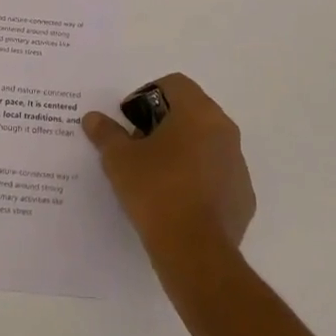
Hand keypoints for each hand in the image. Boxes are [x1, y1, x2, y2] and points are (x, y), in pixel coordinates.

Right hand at [83, 73, 254, 271]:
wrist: (194, 252)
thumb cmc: (155, 191)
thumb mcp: (119, 160)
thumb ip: (106, 133)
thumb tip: (93, 118)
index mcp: (198, 112)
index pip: (174, 84)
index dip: (147, 96)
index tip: (131, 122)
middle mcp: (224, 130)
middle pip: (192, 111)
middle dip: (164, 123)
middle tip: (139, 147)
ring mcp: (238, 164)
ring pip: (206, 143)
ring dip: (183, 150)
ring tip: (157, 176)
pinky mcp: (243, 196)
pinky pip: (218, 174)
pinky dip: (199, 178)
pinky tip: (178, 201)